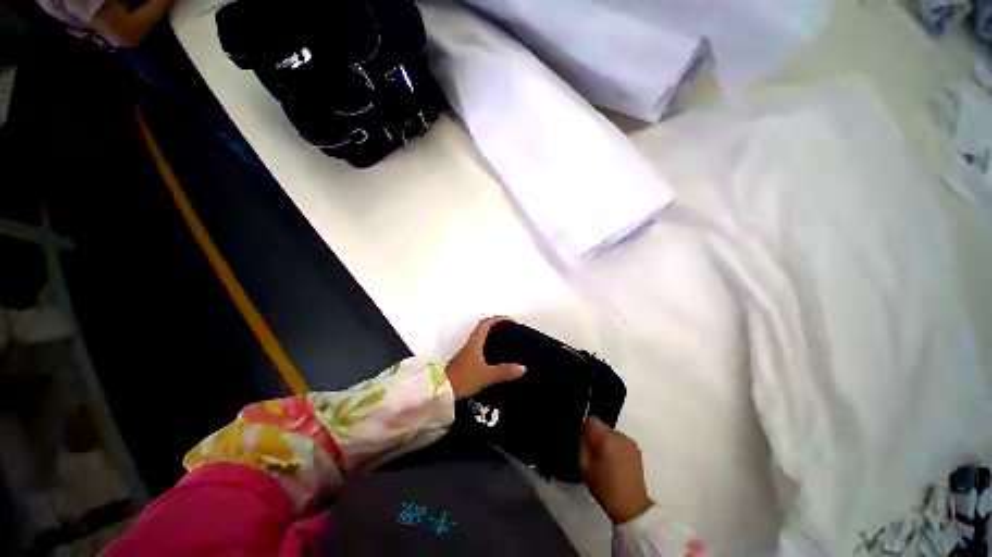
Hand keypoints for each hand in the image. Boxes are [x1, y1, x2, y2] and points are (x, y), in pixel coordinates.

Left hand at [446, 317, 526, 399]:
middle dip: (494, 326)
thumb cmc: (464, 378)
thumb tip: (522, 368)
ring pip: (479, 339)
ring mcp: (465, 353)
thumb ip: (504, 371)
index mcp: (475, 343)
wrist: (442, 390)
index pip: (485, 324)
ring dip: (490, 336)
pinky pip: (477, 348)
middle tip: (507, 329)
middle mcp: (470, 345)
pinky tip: (492, 357)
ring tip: (502, 341)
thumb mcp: (487, 375)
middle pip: (481, 329)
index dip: (497, 319)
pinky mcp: (464, 362)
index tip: (509, 320)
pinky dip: (486, 347)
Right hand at [580, 417, 653, 523]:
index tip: (585, 442)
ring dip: (607, 442)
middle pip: (602, 427)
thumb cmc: (605, 487)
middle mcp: (619, 435)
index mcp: (606, 438)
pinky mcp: (637, 450)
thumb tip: (584, 434)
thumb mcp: (585, 467)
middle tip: (594, 454)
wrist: (632, 507)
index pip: (591, 420)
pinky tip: (616, 463)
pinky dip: (616, 447)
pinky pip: (620, 441)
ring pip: (611, 434)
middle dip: (597, 436)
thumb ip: (583, 445)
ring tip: (606, 461)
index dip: (586, 429)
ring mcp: (630, 442)